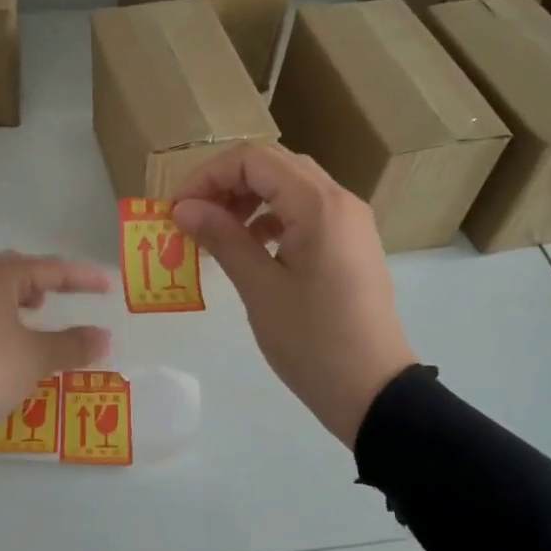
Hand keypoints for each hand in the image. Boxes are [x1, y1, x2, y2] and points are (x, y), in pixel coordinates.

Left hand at [0, 254, 112, 451]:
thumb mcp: (35, 359)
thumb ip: (72, 344)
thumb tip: (102, 336)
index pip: (46, 268)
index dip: (79, 277)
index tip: (106, 286)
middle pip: (10, 271)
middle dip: (40, 280)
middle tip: (62, 295)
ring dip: (14, 299)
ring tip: (33, 318)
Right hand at [172, 145, 415, 446]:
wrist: (373, 390)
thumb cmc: (313, 341)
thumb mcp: (260, 289)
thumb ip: (222, 239)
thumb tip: (183, 209)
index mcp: (318, 205)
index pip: (253, 159)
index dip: (207, 176)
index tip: (177, 210)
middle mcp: (339, 200)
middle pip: (273, 165)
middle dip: (225, 184)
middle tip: (191, 217)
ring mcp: (349, 221)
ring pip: (289, 187)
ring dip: (247, 200)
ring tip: (215, 232)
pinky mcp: (350, 243)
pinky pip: (305, 212)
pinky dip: (271, 218)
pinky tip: (249, 247)